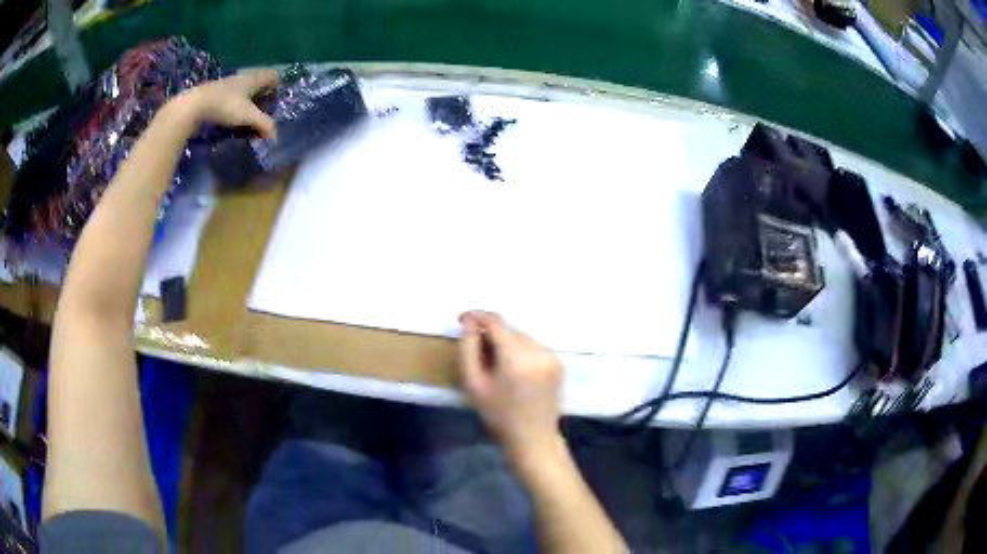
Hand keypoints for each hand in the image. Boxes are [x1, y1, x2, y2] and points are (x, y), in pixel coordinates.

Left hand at [176, 69, 278, 138]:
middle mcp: (241, 78)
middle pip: (257, 81)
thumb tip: (275, 136)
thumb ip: (264, 124)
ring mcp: (226, 85)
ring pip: (243, 88)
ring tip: (248, 114)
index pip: (271, 75)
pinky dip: (234, 104)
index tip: (277, 96)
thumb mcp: (247, 116)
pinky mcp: (214, 94)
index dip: (277, 84)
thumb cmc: (225, 106)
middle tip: (264, 107)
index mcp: (253, 78)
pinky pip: (230, 96)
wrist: (193, 106)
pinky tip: (231, 115)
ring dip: (247, 98)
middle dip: (262, 92)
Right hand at [458, 311, 562, 460]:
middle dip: (491, 332)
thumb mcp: (474, 384)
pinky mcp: (558, 362)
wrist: (533, 438)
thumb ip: (468, 349)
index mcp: (516, 357)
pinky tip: (512, 367)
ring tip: (494, 360)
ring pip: (522, 336)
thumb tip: (469, 322)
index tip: (462, 319)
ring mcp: (551, 356)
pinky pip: (533, 346)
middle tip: (475, 348)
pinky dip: (520, 349)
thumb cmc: (498, 415)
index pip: (496, 322)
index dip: (477, 316)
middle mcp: (538, 351)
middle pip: (509, 329)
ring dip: (506, 340)